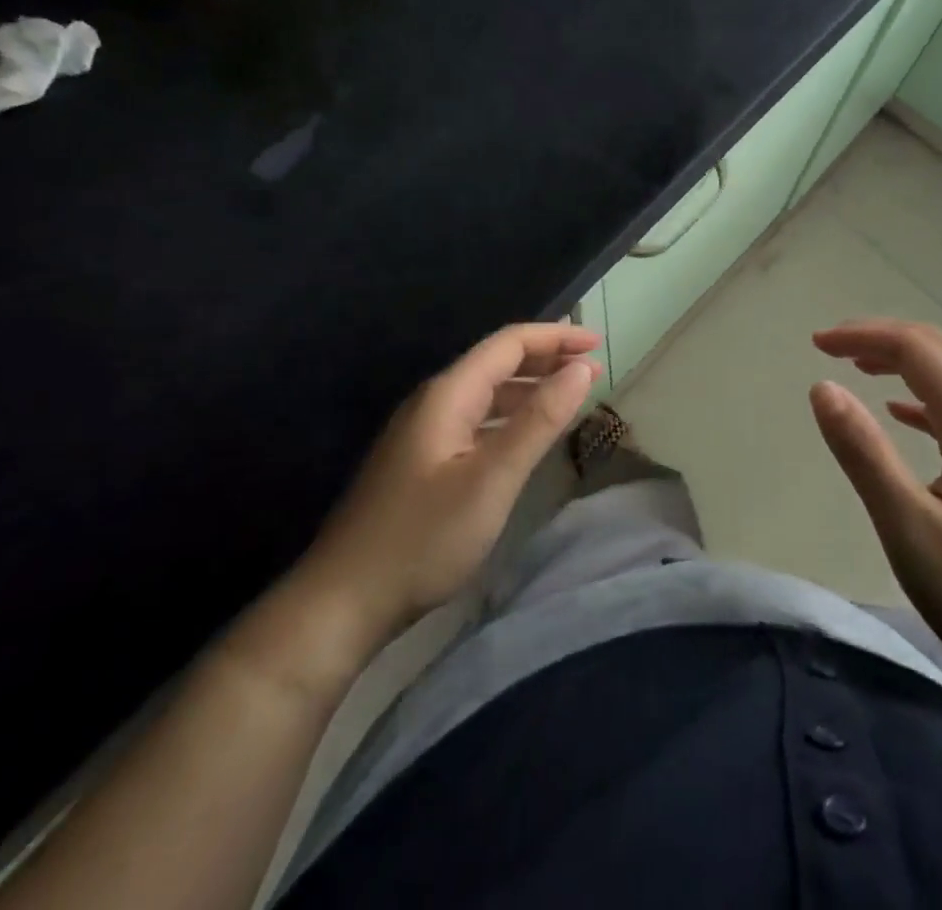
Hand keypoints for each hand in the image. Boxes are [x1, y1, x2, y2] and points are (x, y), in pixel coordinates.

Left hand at [301, 323, 601, 643]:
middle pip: (497, 362)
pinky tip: (527, 436)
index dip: (556, 337)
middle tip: (593, 368)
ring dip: (530, 388)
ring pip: (486, 393)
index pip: (509, 343)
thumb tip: (581, 369)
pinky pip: (476, 420)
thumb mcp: (492, 479)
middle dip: (547, 358)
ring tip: (570, 396)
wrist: (342, 603)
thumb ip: (539, 421)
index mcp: (448, 395)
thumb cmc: (423, 538)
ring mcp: (423, 432)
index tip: (599, 343)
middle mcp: (434, 402)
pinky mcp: (421, 461)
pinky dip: (510, 417)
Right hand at [809, 318, 941, 707]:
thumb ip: (865, 452)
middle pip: (939, 349)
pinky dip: (926, 396)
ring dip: (905, 362)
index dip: (863, 334)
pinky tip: (903, 416)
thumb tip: (823, 387)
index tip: (816, 344)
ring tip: (859, 370)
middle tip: (831, 348)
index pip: (915, 347)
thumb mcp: (911, 529)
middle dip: (882, 338)